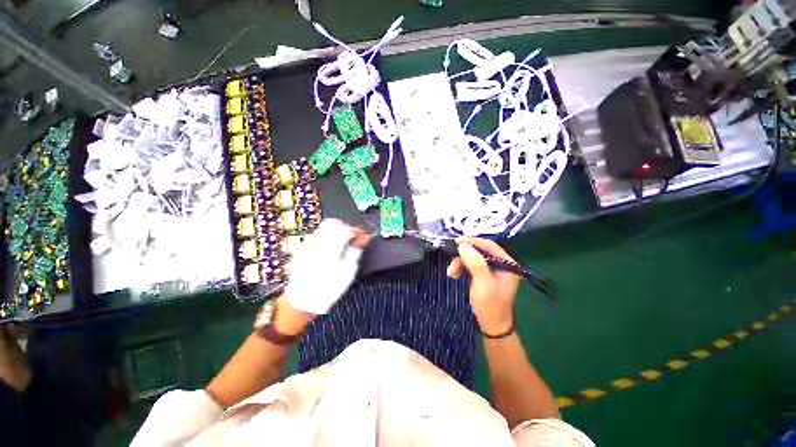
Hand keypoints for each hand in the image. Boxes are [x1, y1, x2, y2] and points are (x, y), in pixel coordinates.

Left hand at [284, 219, 369, 314]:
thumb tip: (362, 239)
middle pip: (334, 223)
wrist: (303, 300)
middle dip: (347, 226)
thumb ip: (355, 252)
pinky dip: (327, 235)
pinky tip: (331, 246)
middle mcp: (318, 242)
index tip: (363, 235)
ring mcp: (308, 244)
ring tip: (344, 240)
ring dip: (337, 229)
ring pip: (324, 226)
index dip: (357, 230)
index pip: (347, 228)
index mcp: (331, 248)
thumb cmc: (328, 289)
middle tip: (354, 236)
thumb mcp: (348, 273)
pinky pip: (317, 234)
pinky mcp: (303, 248)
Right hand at [446, 237, 519, 334]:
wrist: (491, 326)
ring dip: (460, 262)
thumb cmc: (490, 306)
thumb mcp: (483, 284)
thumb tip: (463, 245)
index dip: (472, 242)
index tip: (456, 242)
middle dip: (464, 255)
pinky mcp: (486, 274)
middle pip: (480, 250)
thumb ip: (475, 263)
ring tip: (451, 273)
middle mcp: (502, 263)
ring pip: (474, 257)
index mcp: (507, 264)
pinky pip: (472, 264)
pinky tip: (455, 274)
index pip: (489, 245)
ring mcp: (494, 269)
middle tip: (451, 261)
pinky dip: (462, 267)